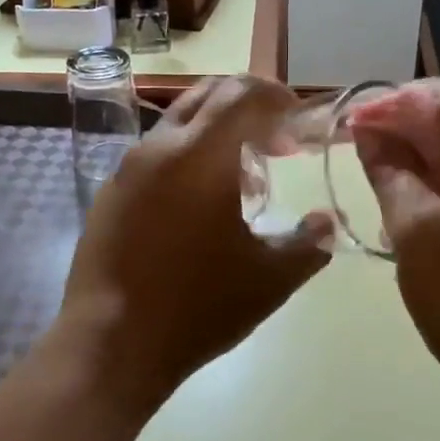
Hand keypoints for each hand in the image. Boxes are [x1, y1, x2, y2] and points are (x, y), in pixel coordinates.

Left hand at [57, 75, 331, 413]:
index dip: (276, 97)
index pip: (242, 93)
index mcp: (199, 155)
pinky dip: (189, 160)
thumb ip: (310, 243)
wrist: (111, 347)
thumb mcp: (270, 279)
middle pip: (207, 95)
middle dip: (248, 107)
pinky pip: (156, 156)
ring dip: (218, 136)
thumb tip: (329, 221)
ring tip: (247, 183)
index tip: (299, 121)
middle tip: (278, 143)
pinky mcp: (110, 195)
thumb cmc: (198, 307)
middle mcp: (158, 148)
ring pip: (179, 125)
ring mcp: (127, 170)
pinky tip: (203, 209)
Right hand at [352, 79, 439, 402]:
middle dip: (405, 135)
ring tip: (380, 194)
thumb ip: (392, 176)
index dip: (399, 100)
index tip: (356, 124)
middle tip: (360, 159)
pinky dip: (437, 202)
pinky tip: (411, 229)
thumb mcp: (419, 233)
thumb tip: (370, 132)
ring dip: (419, 171)